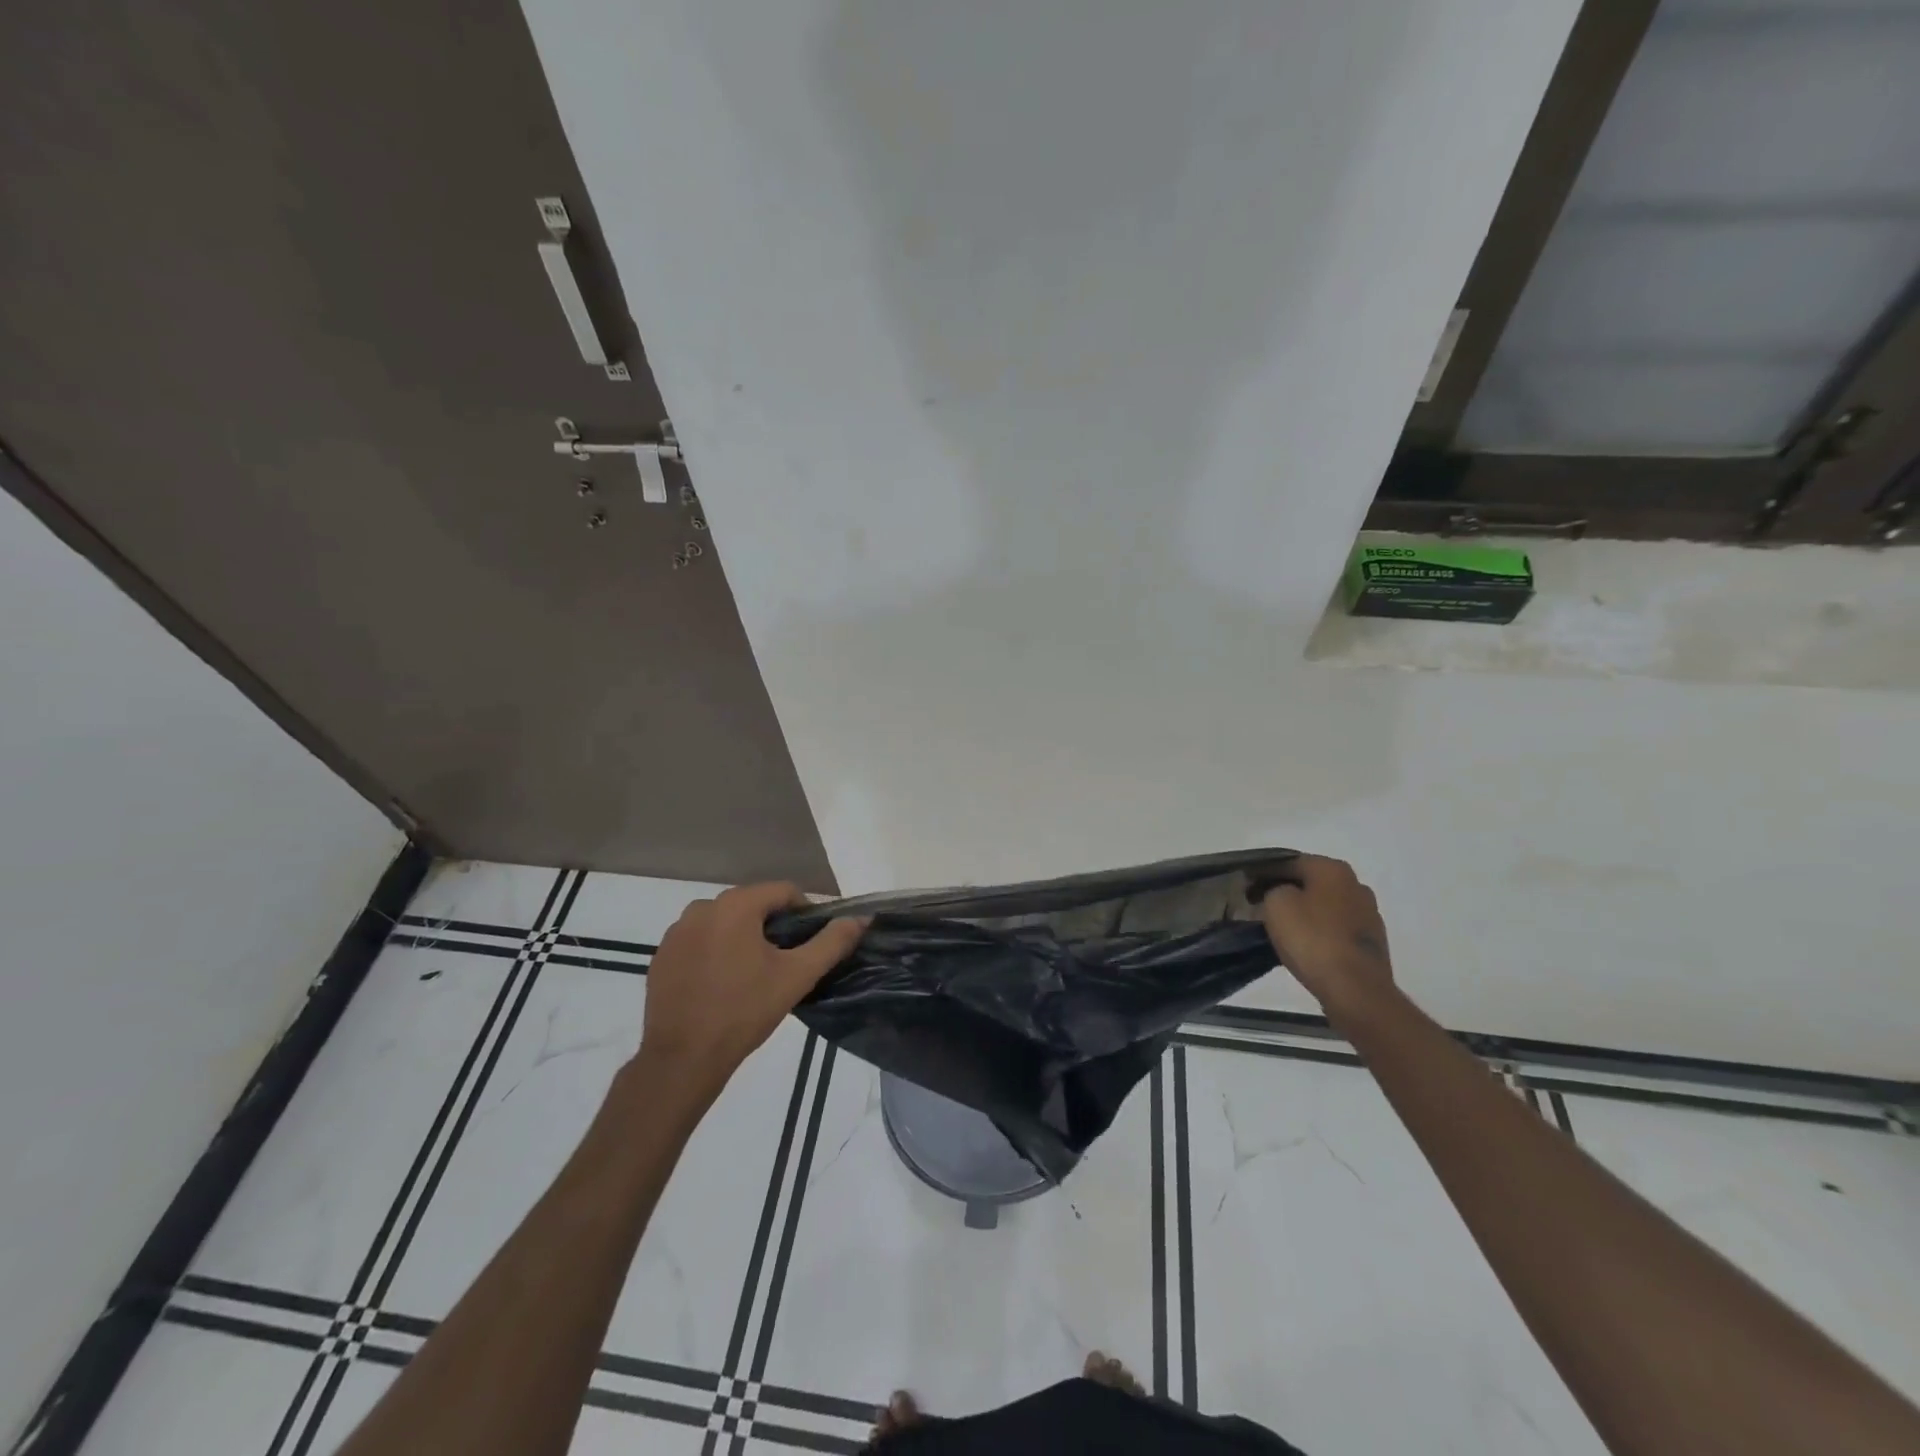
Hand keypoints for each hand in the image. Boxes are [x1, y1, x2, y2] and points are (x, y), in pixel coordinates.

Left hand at [637, 882, 865, 1097]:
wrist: (682, 1059)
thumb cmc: (744, 1011)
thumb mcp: (797, 976)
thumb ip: (832, 942)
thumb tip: (860, 919)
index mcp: (736, 905)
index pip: (783, 891)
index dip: (804, 913)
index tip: (810, 943)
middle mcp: (702, 907)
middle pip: (752, 905)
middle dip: (772, 926)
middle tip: (785, 962)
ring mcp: (676, 932)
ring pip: (725, 922)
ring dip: (743, 938)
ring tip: (753, 975)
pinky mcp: (662, 956)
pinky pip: (699, 941)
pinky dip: (715, 952)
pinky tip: (722, 984)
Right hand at [1259, 856, 1393, 1013]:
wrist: (1355, 989)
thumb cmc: (1312, 939)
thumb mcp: (1276, 904)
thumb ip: (1272, 889)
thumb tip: (1279, 893)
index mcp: (1332, 869)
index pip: (1289, 861)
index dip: (1264, 872)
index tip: (1246, 885)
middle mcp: (1356, 885)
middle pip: (1311, 882)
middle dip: (1287, 890)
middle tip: (1261, 904)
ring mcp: (1368, 914)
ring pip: (1325, 905)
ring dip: (1305, 911)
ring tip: (1281, 926)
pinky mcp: (1372, 942)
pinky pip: (1336, 928)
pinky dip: (1320, 931)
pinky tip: (1305, 944)